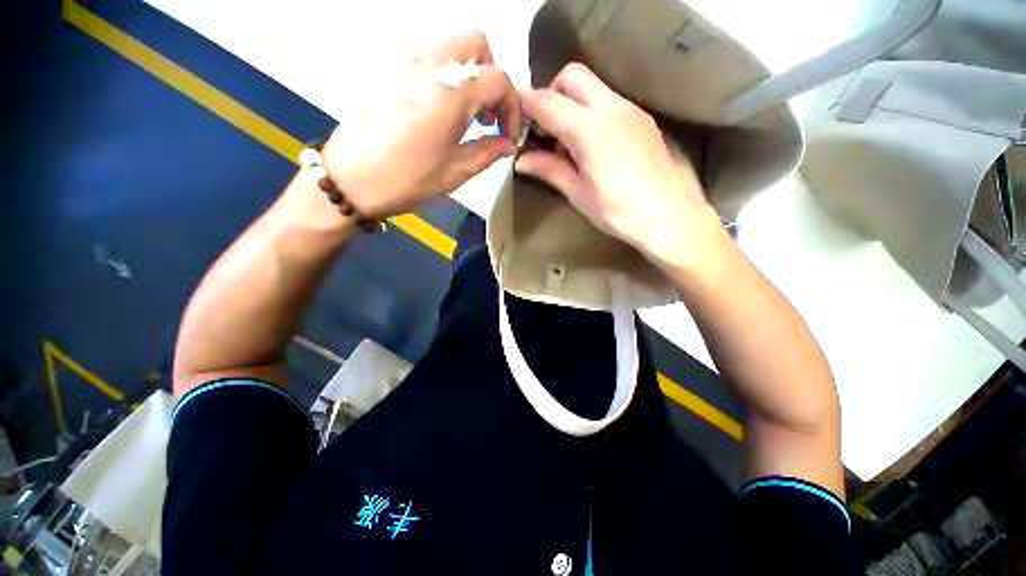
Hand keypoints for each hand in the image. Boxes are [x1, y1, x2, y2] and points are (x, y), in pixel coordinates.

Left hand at [321, 30, 521, 219]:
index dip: (512, 107)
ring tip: (471, 117)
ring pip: (453, 48)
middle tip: (490, 115)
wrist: (351, 179)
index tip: (509, 135)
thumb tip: (507, 143)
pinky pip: (433, 61)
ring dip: (472, 76)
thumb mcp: (455, 172)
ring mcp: (407, 65)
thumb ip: (488, 152)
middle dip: (493, 76)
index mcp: (450, 93)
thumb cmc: (407, 179)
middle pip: (476, 43)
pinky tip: (446, 113)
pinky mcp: (393, 74)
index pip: (498, 78)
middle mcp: (430, 67)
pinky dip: (451, 78)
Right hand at [516, 63, 724, 270]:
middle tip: (545, 131)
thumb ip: (549, 169)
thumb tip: (521, 160)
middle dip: (551, 95)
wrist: (668, 217)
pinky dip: (592, 114)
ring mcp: (631, 110)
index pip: (547, 101)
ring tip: (569, 146)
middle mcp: (612, 108)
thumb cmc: (617, 211)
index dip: (525, 105)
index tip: (514, 120)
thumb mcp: (577, 192)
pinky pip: (610, 102)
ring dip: (572, 106)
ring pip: (593, 88)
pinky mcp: (643, 120)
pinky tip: (593, 147)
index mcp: (589, 129)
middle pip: (572, 77)